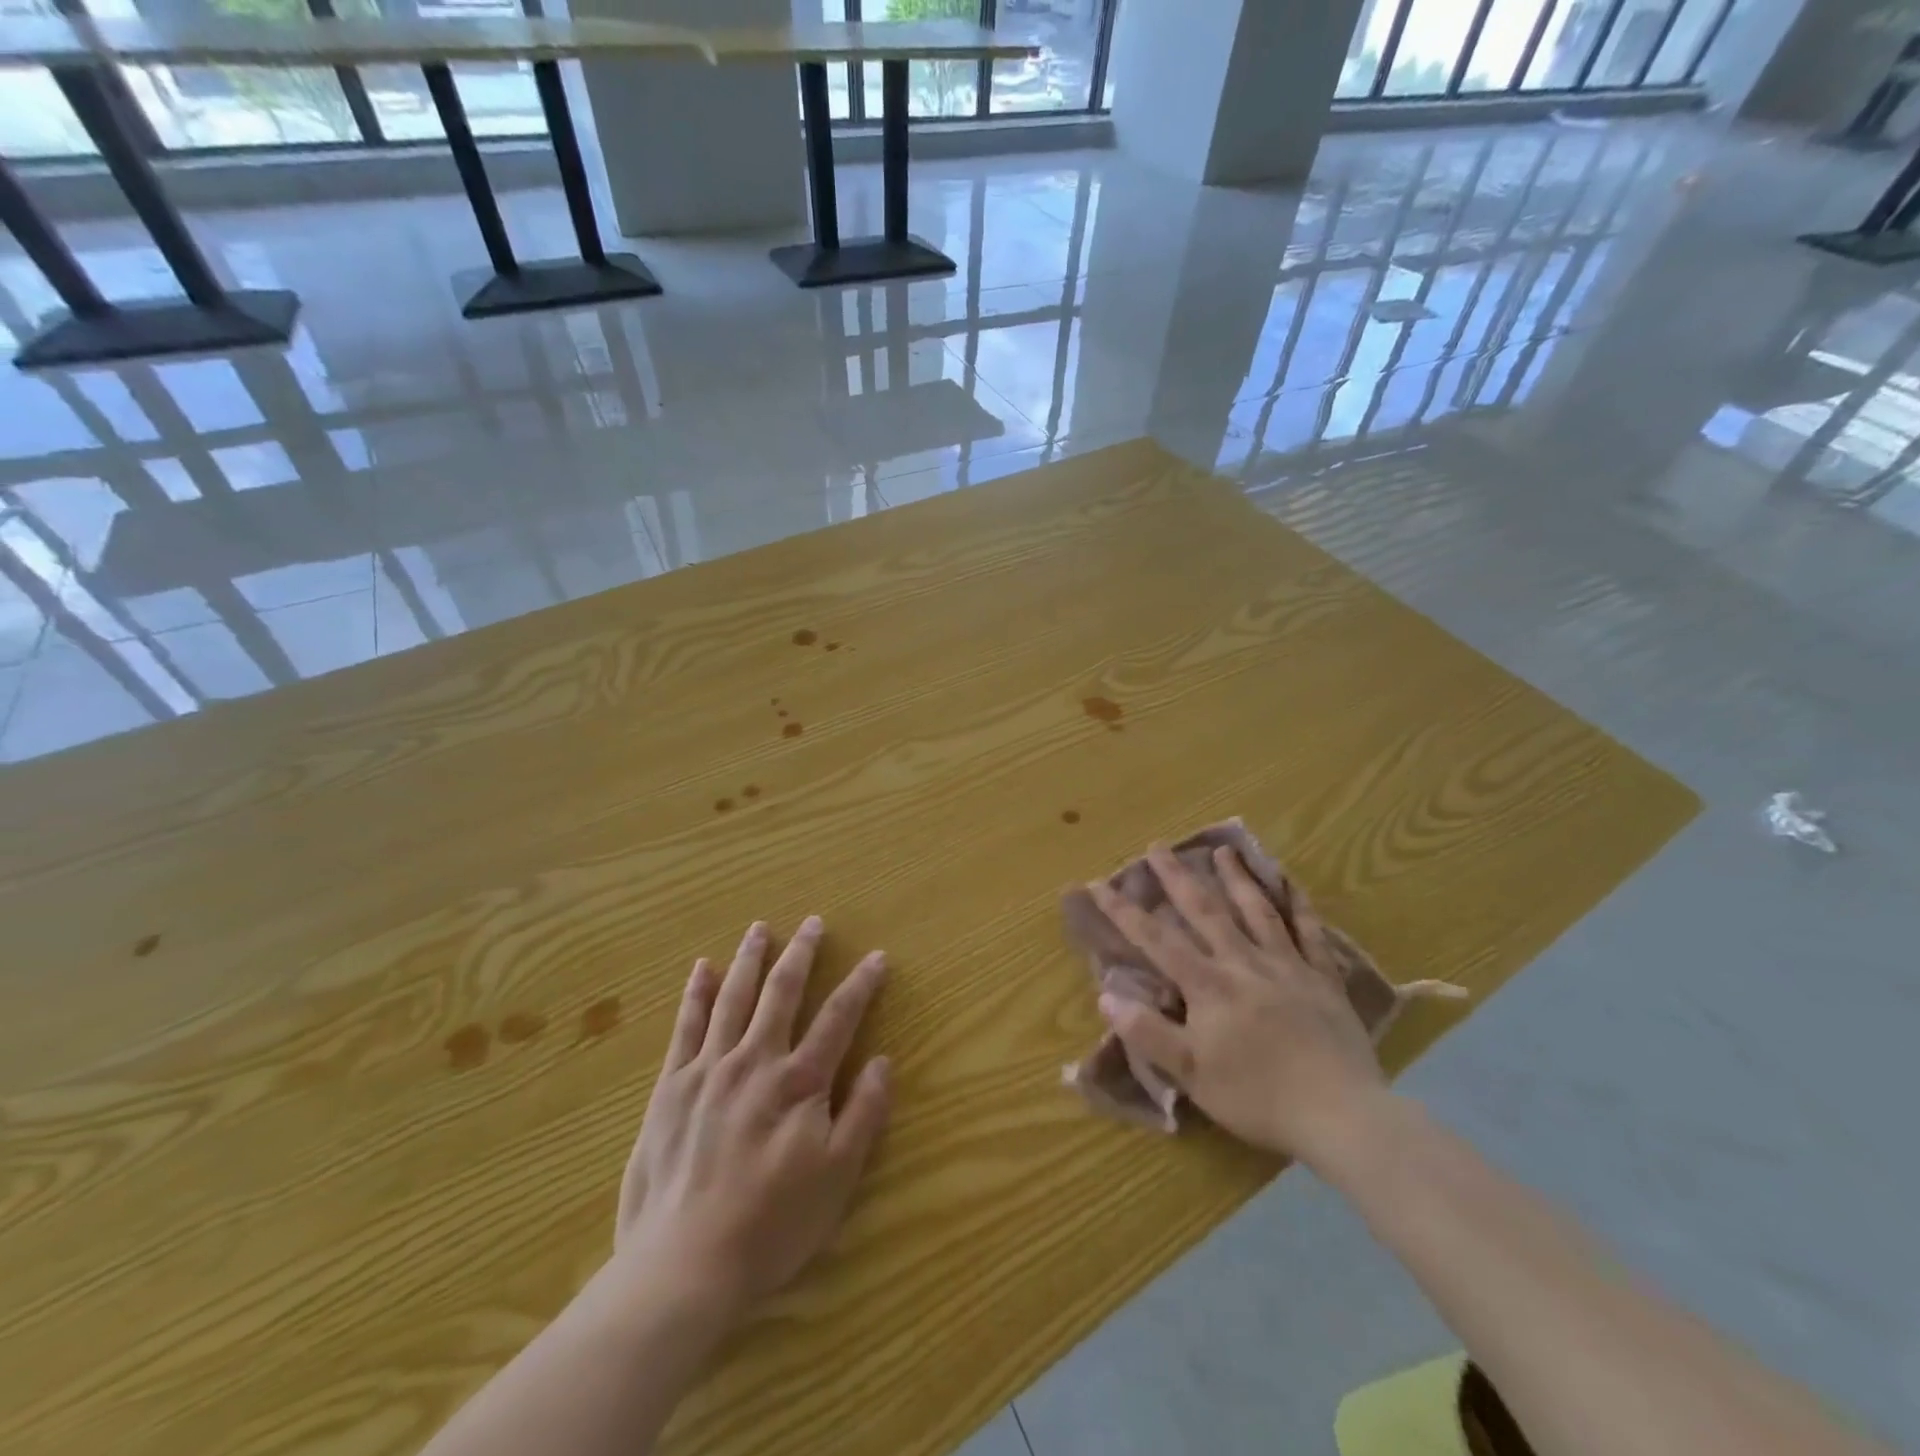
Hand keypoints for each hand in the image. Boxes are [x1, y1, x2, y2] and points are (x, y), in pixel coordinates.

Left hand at [613, 918, 890, 1318]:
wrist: (681, 1266)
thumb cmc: (770, 1227)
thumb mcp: (837, 1179)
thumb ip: (863, 1114)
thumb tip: (883, 1061)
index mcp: (800, 1082)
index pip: (839, 1017)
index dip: (861, 984)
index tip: (876, 957)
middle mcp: (756, 1061)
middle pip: (783, 992)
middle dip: (802, 953)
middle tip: (813, 923)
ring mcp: (709, 1069)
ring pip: (734, 997)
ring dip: (750, 959)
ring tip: (760, 929)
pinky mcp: (671, 1086)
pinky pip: (686, 1026)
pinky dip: (697, 993)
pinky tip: (702, 969)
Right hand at [1089, 844, 1386, 1162]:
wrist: (1341, 1114)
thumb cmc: (1258, 1097)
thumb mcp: (1192, 1074)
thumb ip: (1148, 1032)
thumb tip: (1106, 996)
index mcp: (1208, 985)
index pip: (1156, 940)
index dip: (1124, 911)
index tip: (1098, 884)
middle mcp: (1244, 963)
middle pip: (1205, 911)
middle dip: (1177, 877)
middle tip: (1158, 845)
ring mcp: (1287, 967)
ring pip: (1257, 911)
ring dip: (1236, 879)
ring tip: (1222, 851)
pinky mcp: (1323, 980)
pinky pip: (1311, 933)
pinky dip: (1300, 906)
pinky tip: (1292, 885)